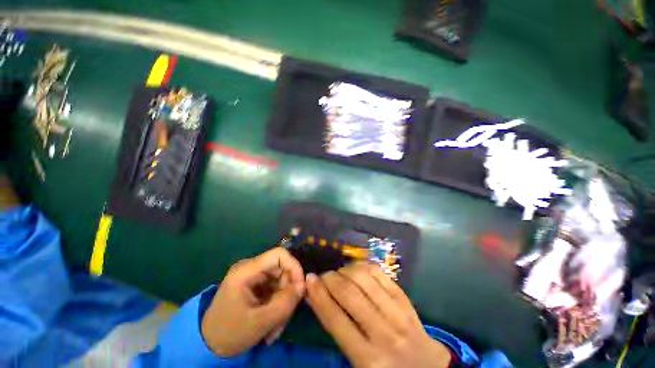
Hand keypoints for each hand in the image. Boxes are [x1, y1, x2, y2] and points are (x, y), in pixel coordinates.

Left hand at [201, 248, 304, 356]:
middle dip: (288, 292)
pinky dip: (277, 305)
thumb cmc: (229, 333)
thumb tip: (303, 286)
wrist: (208, 346)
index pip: (279, 254)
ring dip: (283, 303)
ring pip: (281, 281)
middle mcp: (251, 268)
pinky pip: (275, 289)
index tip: (301, 286)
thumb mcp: (259, 322)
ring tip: (275, 327)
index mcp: (247, 270)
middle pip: (282, 269)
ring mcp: (253, 277)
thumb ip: (284, 303)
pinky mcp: (255, 286)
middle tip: (286, 316)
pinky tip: (272, 323)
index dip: (294, 266)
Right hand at [305, 263, 451, 367]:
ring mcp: (397, 312)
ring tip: (339, 273)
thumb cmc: (385, 367)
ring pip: (364, 278)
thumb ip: (337, 331)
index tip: (309, 280)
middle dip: (330, 279)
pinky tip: (355, 268)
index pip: (336, 320)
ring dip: (345, 270)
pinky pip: (379, 273)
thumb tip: (317, 297)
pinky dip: (362, 266)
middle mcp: (384, 333)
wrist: (426, 366)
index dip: (319, 295)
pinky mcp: (404, 297)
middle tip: (323, 276)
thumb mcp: (357, 362)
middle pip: (349, 294)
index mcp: (368, 359)